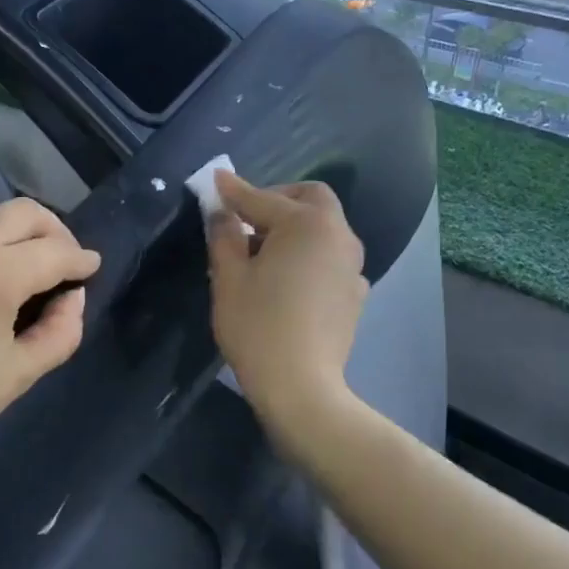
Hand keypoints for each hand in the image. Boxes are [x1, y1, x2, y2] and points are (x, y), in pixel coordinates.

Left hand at [0, 199, 99, 480]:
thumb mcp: (16, 377)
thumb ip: (60, 332)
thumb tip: (73, 298)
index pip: (54, 251)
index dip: (80, 258)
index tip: (90, 267)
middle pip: (19, 212)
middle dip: (51, 229)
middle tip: (61, 257)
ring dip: (7, 230)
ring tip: (15, 262)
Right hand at [207, 172, 366, 426]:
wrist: (300, 387)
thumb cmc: (257, 327)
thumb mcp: (229, 278)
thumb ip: (224, 235)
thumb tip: (222, 211)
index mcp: (307, 225)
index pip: (263, 198)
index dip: (234, 191)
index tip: (214, 182)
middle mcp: (339, 236)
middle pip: (311, 200)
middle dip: (278, 200)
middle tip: (246, 218)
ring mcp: (352, 266)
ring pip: (324, 229)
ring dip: (294, 228)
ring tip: (261, 253)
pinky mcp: (354, 294)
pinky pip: (329, 259)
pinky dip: (308, 256)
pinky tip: (287, 281)